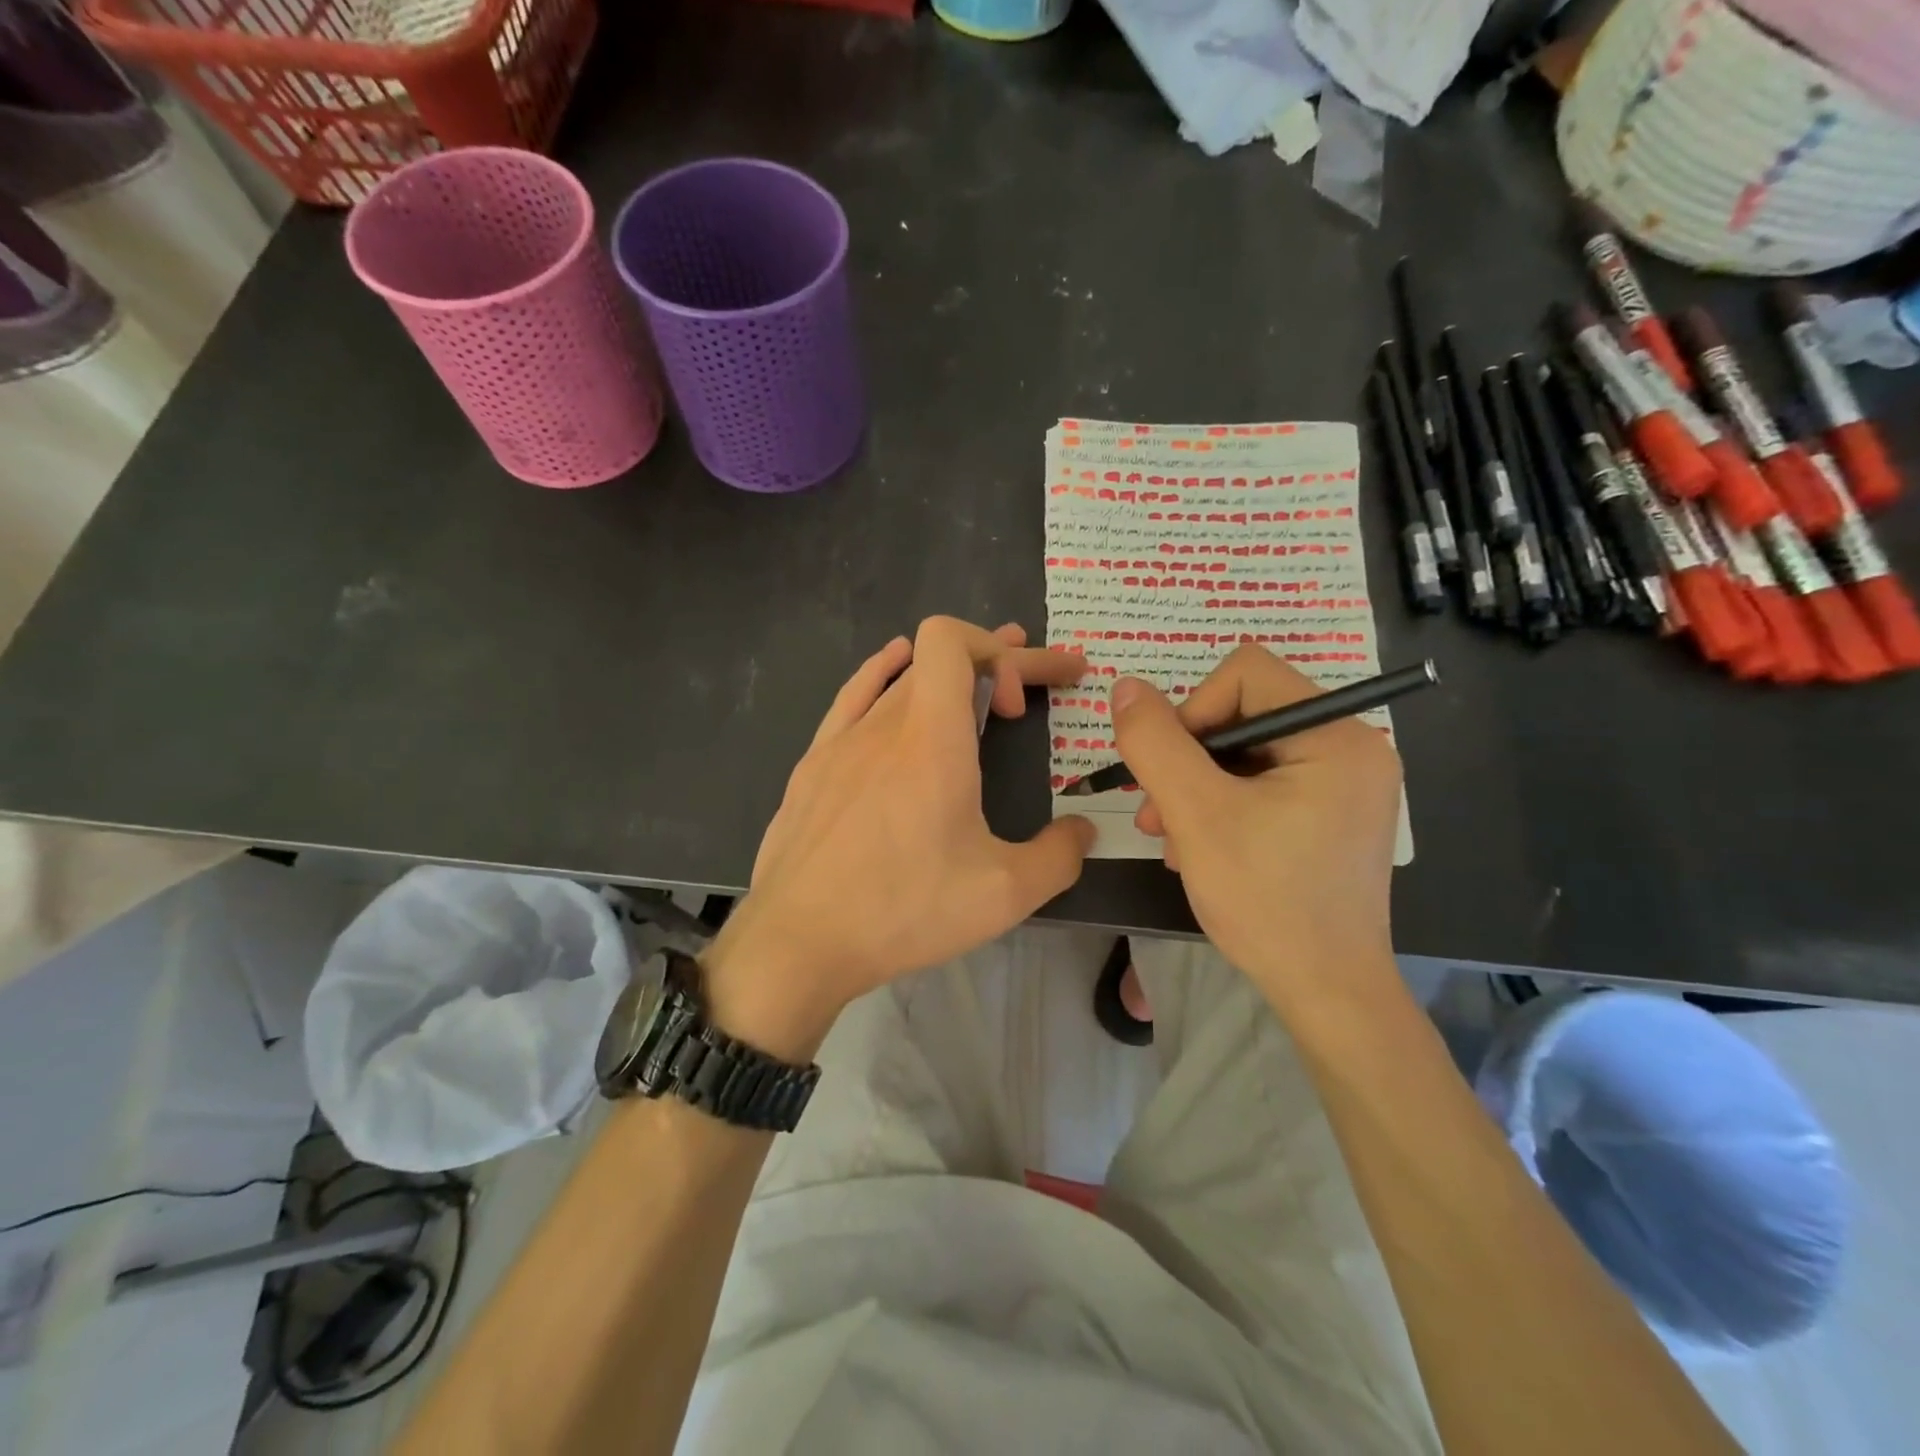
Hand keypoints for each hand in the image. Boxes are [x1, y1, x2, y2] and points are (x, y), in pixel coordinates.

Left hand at [704, 618, 1093, 1058]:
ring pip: (899, 680)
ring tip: (982, 684)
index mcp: (931, 738)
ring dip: (946, 675)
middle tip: (1037, 689)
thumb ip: (1059, 855)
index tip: (1022, 706)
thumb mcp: (1003, 894)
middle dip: (996, 664)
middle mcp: (883, 724)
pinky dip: (884, 675)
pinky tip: (894, 673)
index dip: (999, 651)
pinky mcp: (812, 766)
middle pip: (938, 660)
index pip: (951, 640)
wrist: (798, 941)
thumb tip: (1082, 832)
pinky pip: (852, 698)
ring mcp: (840, 741)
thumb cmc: (903, 910)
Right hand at [1110, 645, 1401, 998]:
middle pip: (1243, 714)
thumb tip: (1125, 687)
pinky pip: (1262, 784)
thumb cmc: (1266, 899)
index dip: (1192, 711)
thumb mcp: (1196, 814)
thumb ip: (1155, 743)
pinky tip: (1198, 848)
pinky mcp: (1331, 814)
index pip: (1245, 674)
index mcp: (1337, 736)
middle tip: (1155, 815)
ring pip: (1245, 753)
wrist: (1325, 993)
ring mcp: (1345, 784)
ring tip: (1169, 837)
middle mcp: (1352, 748)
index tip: (1169, 772)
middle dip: (1188, 761)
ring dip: (1195, 788)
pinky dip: (1221, 806)